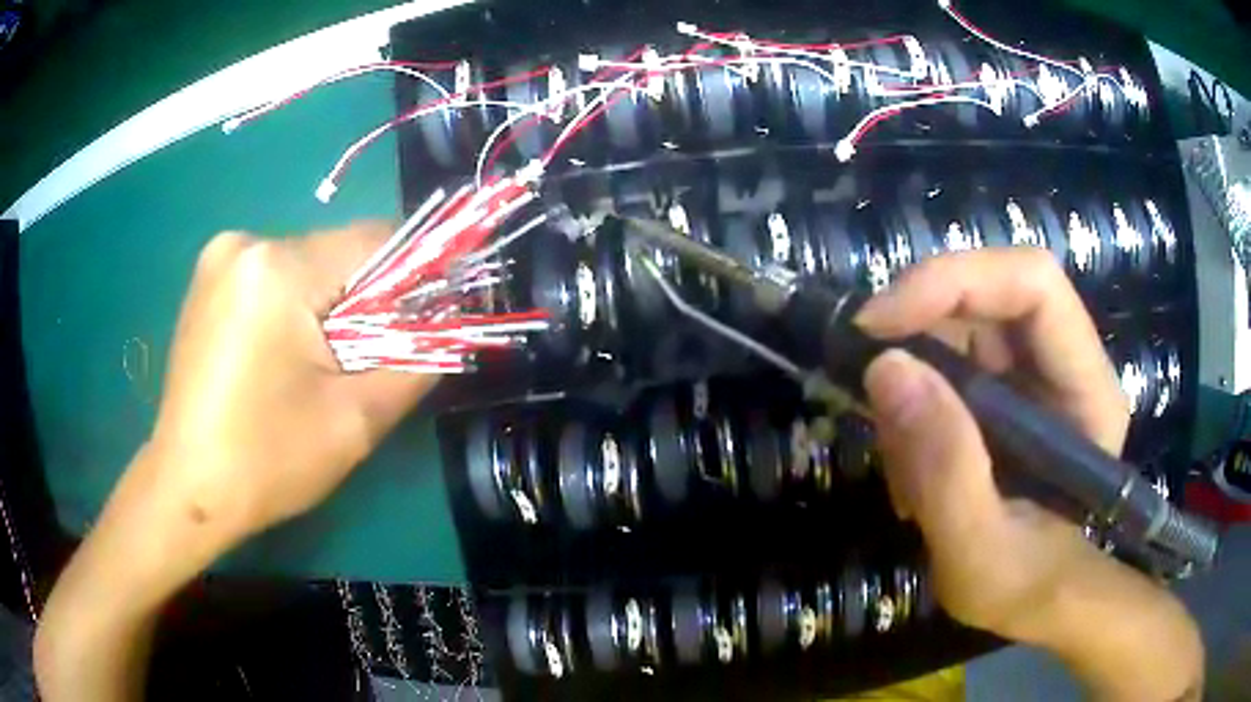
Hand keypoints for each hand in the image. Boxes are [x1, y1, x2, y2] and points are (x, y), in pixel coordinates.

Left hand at [147, 223, 436, 546]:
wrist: (187, 489)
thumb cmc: (266, 461)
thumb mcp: (354, 421)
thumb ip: (415, 362)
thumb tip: (451, 328)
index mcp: (278, 269)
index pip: (377, 241)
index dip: (414, 276)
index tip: (425, 322)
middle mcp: (246, 243)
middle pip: (338, 254)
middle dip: (364, 302)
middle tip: (362, 363)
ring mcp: (219, 258)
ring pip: (306, 266)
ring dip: (327, 308)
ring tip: (316, 368)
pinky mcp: (207, 280)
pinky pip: (273, 278)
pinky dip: (293, 308)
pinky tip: (279, 359)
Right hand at [856, 248, 1200, 699]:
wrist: (1034, 599)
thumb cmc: (1023, 586)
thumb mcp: (979, 553)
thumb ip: (946, 471)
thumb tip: (886, 368)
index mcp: (1087, 389)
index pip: (1033, 284)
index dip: (956, 281)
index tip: (878, 323)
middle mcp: (1066, 361)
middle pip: (989, 295)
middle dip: (920, 333)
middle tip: (868, 387)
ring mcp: (1034, 372)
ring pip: (960, 327)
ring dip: (912, 380)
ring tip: (902, 464)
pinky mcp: (1005, 389)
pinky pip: (947, 362)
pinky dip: (913, 404)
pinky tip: (911, 465)